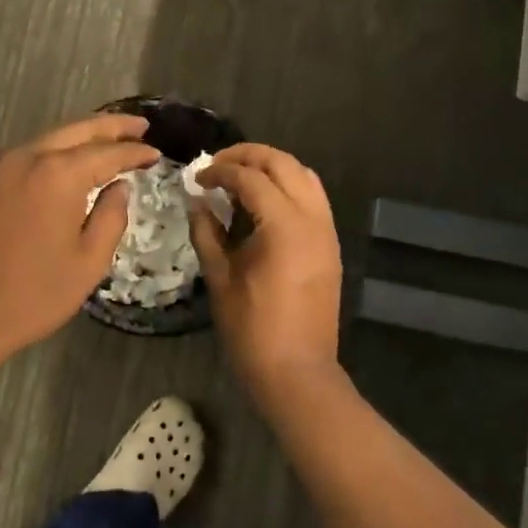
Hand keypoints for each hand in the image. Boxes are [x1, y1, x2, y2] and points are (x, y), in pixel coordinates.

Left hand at [0, 114, 158, 356]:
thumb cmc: (35, 292)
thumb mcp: (89, 261)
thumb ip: (111, 216)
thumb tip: (120, 187)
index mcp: (59, 174)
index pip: (108, 152)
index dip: (135, 152)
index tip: (156, 153)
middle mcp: (28, 157)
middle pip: (77, 130)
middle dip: (111, 127)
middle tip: (140, 127)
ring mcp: (1, 167)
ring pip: (50, 139)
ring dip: (82, 137)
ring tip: (110, 141)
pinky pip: (30, 154)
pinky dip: (56, 151)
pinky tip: (70, 164)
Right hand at [191, 144, 343, 388]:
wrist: (296, 371)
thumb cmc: (251, 328)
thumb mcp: (220, 277)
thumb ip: (207, 232)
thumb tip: (197, 202)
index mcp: (284, 225)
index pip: (250, 177)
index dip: (219, 172)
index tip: (197, 180)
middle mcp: (312, 218)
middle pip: (283, 164)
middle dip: (248, 156)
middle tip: (217, 165)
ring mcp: (326, 231)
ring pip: (304, 176)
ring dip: (272, 168)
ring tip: (240, 178)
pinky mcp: (330, 245)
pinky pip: (312, 198)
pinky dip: (288, 187)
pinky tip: (262, 203)